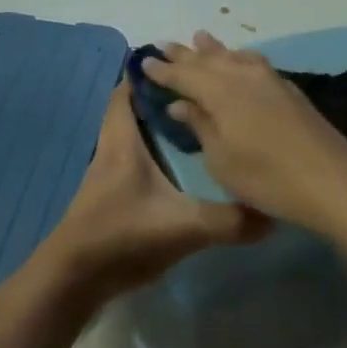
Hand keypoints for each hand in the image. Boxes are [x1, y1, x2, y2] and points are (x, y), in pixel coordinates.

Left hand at [36, 82, 269, 307]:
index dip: (149, 73)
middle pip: (133, 110)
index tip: (182, 65)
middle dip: (162, 99)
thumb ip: (227, 221)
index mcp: (122, 141)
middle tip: (200, 96)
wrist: (73, 282)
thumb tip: (273, 215)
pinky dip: (154, 155)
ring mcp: (108, 175)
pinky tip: (181, 169)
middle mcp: (112, 150)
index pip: (128, 91)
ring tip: (197, 126)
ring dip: (158, 127)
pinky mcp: (110, 197)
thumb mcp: (181, 228)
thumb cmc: (121, 237)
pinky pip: (133, 161)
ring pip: (133, 136)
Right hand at [141, 32, 346, 234]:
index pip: (184, 75)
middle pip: (207, 59)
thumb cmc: (266, 177)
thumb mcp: (221, 159)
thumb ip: (200, 126)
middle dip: (185, 53)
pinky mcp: (287, 87)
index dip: (163, 69)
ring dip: (213, 49)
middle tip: (164, 44)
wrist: (330, 178)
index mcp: (220, 91)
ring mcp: (268, 78)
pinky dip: (237, 57)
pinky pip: (252, 61)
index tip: (145, 60)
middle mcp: (242, 75)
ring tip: (200, 37)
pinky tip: (239, 59)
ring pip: (233, 56)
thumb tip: (180, 104)